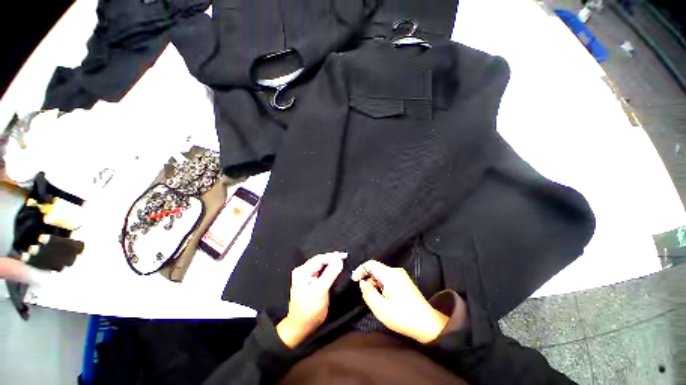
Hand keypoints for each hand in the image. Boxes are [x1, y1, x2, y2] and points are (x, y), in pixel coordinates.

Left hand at [276, 252, 344, 347]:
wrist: (301, 327)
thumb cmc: (309, 311)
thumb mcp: (320, 291)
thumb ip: (330, 274)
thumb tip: (339, 260)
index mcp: (302, 271)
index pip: (319, 258)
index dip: (333, 256)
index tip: (344, 256)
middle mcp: (303, 271)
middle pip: (320, 260)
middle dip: (332, 258)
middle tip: (345, 257)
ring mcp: (306, 276)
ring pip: (321, 265)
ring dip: (331, 262)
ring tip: (342, 260)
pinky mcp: (310, 281)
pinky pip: (321, 271)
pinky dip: (329, 268)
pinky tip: (335, 268)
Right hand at [352, 260, 448, 343]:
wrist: (427, 324)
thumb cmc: (403, 317)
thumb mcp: (381, 309)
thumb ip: (368, 293)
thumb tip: (363, 283)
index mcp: (390, 275)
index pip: (371, 264)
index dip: (360, 270)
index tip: (354, 280)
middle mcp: (396, 271)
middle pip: (376, 268)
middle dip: (368, 278)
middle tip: (365, 293)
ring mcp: (401, 276)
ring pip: (382, 273)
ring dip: (374, 282)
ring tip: (375, 298)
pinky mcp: (404, 281)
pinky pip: (388, 278)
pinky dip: (381, 284)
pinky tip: (384, 297)